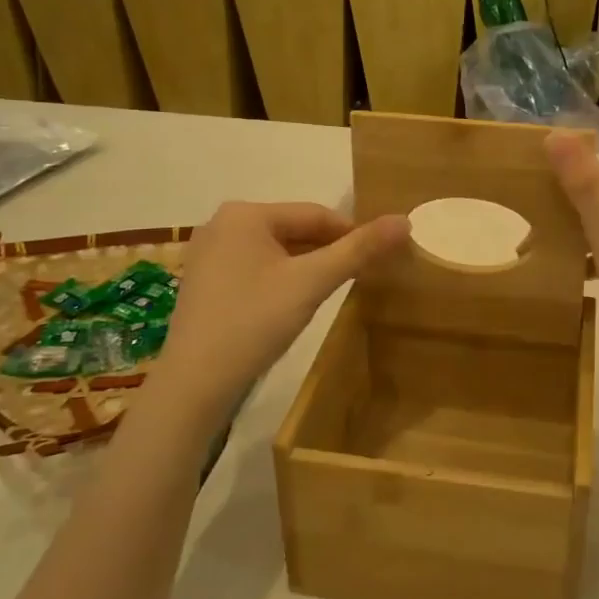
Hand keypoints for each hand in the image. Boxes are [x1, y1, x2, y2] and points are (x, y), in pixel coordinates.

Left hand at [153, 202, 409, 422]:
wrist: (194, 384)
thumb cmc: (254, 322)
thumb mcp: (312, 283)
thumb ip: (359, 250)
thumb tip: (404, 220)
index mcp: (245, 213)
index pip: (315, 214)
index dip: (353, 234)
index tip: (381, 257)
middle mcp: (222, 224)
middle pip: (294, 230)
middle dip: (328, 251)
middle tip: (361, 277)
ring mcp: (208, 254)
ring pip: (276, 251)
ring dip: (306, 266)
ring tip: (332, 291)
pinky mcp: (204, 282)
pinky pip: (255, 268)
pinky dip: (281, 279)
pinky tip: (293, 304)